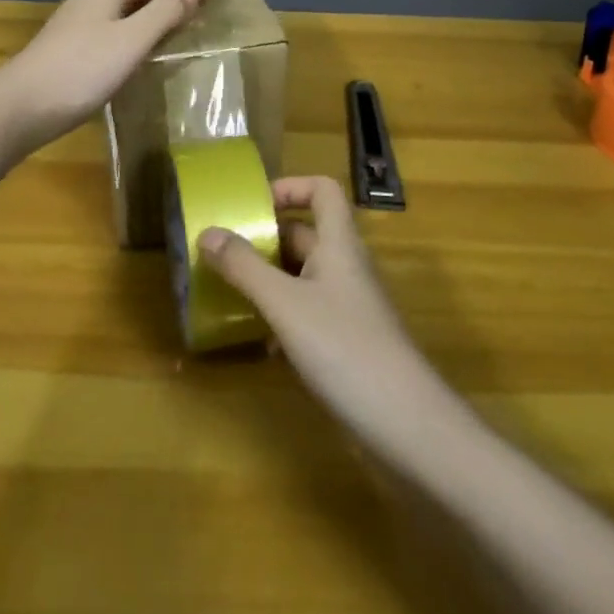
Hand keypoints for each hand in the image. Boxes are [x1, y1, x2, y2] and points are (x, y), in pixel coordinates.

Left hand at [0, 0, 210, 152]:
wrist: (20, 108)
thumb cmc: (81, 71)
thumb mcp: (130, 40)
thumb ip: (163, 14)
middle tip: (201, 4)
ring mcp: (79, 23)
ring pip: (126, 5)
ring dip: (156, 9)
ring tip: (181, 23)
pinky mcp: (74, 46)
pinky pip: (117, 25)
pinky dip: (140, 28)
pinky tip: (145, 47)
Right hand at [198, 177, 459, 459]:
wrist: (406, 426)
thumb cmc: (345, 348)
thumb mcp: (285, 304)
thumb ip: (245, 267)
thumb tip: (207, 232)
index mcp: (339, 243)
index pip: (322, 190)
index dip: (290, 187)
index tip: (253, 205)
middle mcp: (346, 266)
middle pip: (306, 234)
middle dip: (265, 238)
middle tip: (223, 252)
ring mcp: (349, 306)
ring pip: (303, 276)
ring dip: (269, 279)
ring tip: (229, 291)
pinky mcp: (347, 343)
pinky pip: (308, 313)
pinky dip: (282, 318)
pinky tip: (259, 343)